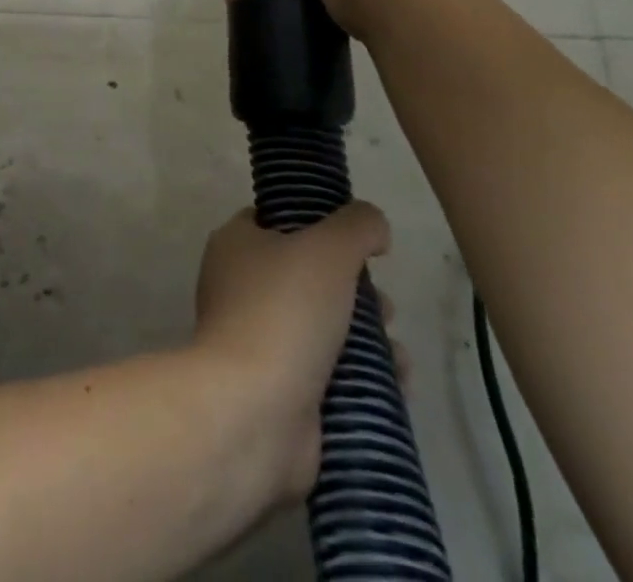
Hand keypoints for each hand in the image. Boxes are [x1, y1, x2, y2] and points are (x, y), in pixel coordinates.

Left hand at [191, 204, 392, 503]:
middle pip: (307, 276)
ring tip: (396, 350)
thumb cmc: (284, 312)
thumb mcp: (328, 249)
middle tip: (385, 306)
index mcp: (236, 244)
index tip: (357, 242)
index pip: (276, 220)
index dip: (318, 224)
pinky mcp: (277, 389)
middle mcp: (239, 287)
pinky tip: (397, 383)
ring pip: (321, 326)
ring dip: (365, 335)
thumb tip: (373, 223)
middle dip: (354, 289)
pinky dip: (361, 376)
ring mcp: (256, 341)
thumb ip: (357, 226)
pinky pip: (326, 373)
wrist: (254, 411)